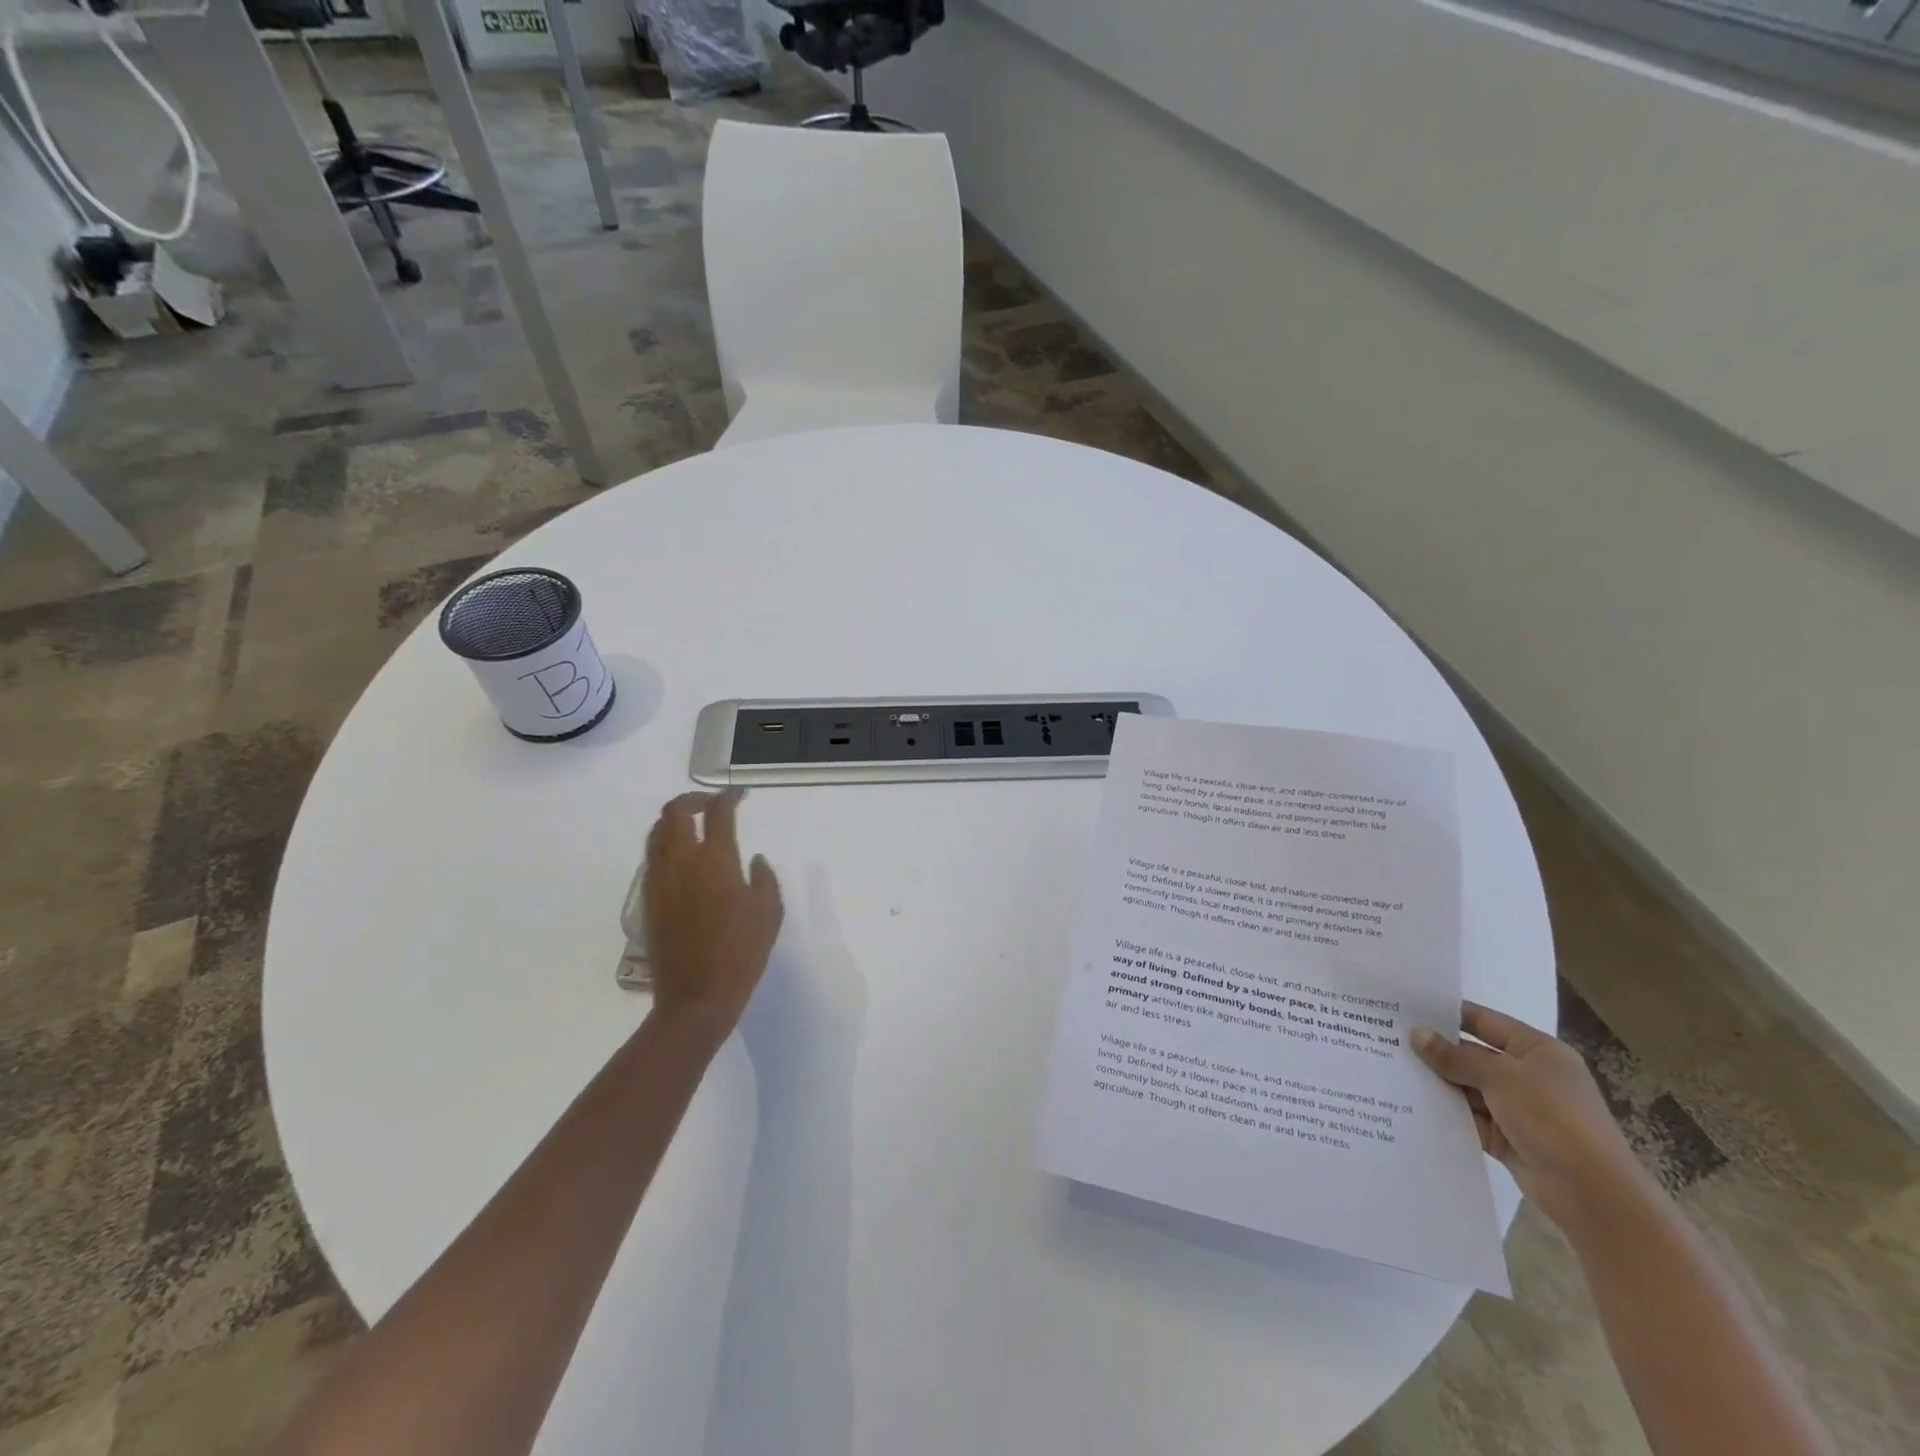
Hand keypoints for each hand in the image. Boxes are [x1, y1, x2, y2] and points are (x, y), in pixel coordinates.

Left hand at [641, 789, 783, 1040]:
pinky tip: (681, 857)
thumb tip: (753, 860)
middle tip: (711, 804)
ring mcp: (660, 881)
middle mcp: (681, 862)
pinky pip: (651, 858)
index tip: (740, 795)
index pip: (719, 814)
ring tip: (692, 825)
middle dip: (693, 800)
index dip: (729, 797)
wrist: (696, 998)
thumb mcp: (769, 913)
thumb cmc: (741, 953)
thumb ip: (764, 878)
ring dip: (674, 820)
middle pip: (675, 813)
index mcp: (715, 861)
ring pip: (657, 833)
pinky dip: (664, 844)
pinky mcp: (649, 900)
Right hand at [1413, 1002, 1660, 1238]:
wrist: (1593, 1195)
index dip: (1448, 1013)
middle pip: (1472, 1055)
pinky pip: (1469, 1117)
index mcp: (1537, 1051)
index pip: (1485, 1021)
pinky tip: (1409, 1103)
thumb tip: (1416, 1034)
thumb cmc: (1553, 1118)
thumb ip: (1455, 1056)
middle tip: (1388, 1038)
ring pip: (1467, 1087)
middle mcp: (1528, 1075)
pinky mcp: (1507, 1138)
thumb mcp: (1501, 1078)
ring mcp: (1518, 1109)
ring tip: (1390, 1068)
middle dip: (1436, 1051)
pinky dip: (1446, 1112)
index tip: (1407, 1007)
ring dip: (1437, 1082)